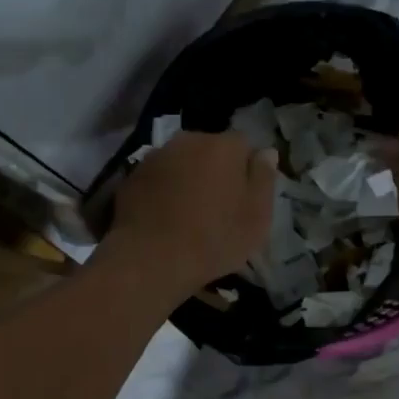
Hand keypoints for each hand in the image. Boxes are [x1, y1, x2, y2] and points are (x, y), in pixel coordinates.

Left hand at [105, 129, 277, 296]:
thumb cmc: (214, 239)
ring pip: (182, 162)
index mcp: (224, 146)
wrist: (150, 259)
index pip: (244, 145)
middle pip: (210, 149)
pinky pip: (158, 178)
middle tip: (218, 207)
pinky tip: (164, 218)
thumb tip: (267, 152)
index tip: (245, 197)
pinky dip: (164, 190)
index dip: (247, 170)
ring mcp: (156, 156)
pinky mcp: (131, 176)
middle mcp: (189, 140)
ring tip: (189, 214)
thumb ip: (264, 179)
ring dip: (188, 179)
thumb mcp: (257, 217)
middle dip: (216, 170)